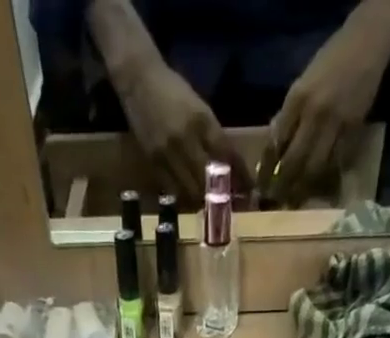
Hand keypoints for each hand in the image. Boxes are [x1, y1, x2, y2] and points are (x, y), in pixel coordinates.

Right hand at [115, 60, 242, 201]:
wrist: (138, 79)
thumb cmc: (172, 89)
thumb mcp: (198, 107)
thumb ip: (212, 134)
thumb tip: (227, 163)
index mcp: (202, 120)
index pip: (227, 154)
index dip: (240, 175)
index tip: (250, 190)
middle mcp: (186, 139)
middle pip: (209, 179)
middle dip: (222, 195)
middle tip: (230, 204)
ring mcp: (168, 153)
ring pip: (190, 190)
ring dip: (203, 201)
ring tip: (211, 207)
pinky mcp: (153, 162)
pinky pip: (172, 189)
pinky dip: (184, 197)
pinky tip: (191, 200)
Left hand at [265, 16, 389, 202]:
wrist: (366, 44)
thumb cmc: (330, 62)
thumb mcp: (302, 83)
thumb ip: (288, 115)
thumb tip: (275, 149)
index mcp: (297, 98)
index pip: (276, 143)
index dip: (267, 170)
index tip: (261, 188)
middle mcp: (315, 113)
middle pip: (294, 162)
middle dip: (283, 186)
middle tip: (277, 202)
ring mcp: (336, 124)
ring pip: (315, 169)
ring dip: (303, 189)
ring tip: (295, 201)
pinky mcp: (353, 130)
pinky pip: (337, 163)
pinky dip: (326, 178)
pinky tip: (319, 188)